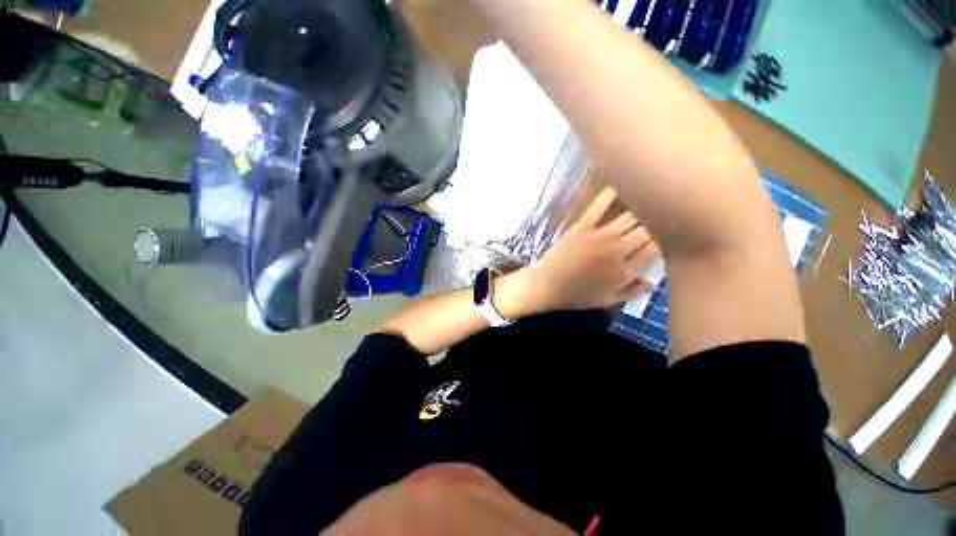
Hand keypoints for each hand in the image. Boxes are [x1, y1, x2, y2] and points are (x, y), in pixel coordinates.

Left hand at [502, 187, 659, 315]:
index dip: (661, 241)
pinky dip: (608, 196)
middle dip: (654, 224)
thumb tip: (655, 284)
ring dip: (639, 209)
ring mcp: (600, 237)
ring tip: (645, 200)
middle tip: (654, 218)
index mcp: (626, 271)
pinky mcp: (582, 227)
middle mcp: (618, 251)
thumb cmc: (577, 295)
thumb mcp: (607, 300)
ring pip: (630, 217)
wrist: (547, 285)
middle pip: (647, 231)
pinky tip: (618, 186)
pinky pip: (598, 208)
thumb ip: (632, 291)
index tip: (660, 236)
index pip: (655, 249)